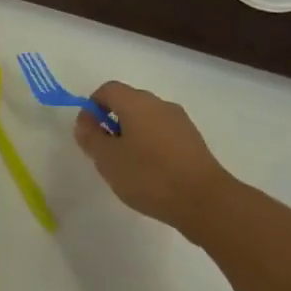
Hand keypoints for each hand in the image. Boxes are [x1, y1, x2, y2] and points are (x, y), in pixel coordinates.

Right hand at [74, 81, 235, 237]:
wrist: (204, 200)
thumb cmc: (149, 176)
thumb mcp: (108, 160)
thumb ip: (91, 137)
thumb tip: (85, 121)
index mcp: (136, 102)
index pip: (108, 89)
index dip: (93, 107)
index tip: (90, 134)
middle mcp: (159, 103)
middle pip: (128, 103)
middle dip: (113, 123)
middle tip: (107, 154)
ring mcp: (179, 121)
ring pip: (147, 119)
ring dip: (133, 135)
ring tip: (130, 168)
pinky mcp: (193, 140)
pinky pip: (164, 134)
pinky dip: (152, 146)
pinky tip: (152, 174)